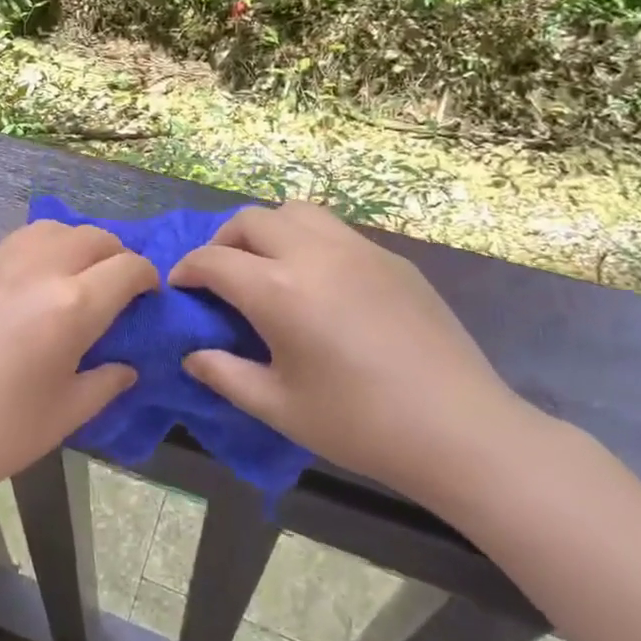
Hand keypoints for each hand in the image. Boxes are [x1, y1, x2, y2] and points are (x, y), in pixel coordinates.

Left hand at [0, 220, 154, 515]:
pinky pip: (5, 250)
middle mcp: (35, 268)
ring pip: (46, 230)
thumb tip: (126, 366)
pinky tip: (17, 294)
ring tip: (70, 274)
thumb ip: (105, 382)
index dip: (147, 276)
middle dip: (114, 253)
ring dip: (71, 244)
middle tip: (114, 283)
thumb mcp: (65, 415)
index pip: (127, 267)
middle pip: (91, 236)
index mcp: (71, 304)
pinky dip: (28, 259)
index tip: (148, 293)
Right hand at [170, 202, 535, 507]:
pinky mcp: (391, 258)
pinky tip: (321, 283)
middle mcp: (312, 253)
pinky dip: (309, 240)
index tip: (180, 285)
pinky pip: (335, 230)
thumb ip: (225, 375)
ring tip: (269, 265)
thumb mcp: (279, 407)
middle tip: (221, 275)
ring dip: (268, 229)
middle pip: (251, 220)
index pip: (213, 260)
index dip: (187, 269)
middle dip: (223, 241)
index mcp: (278, 289)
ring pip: (296, 211)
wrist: (460, 429)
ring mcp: (357, 249)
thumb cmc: (359, 424)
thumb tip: (191, 356)